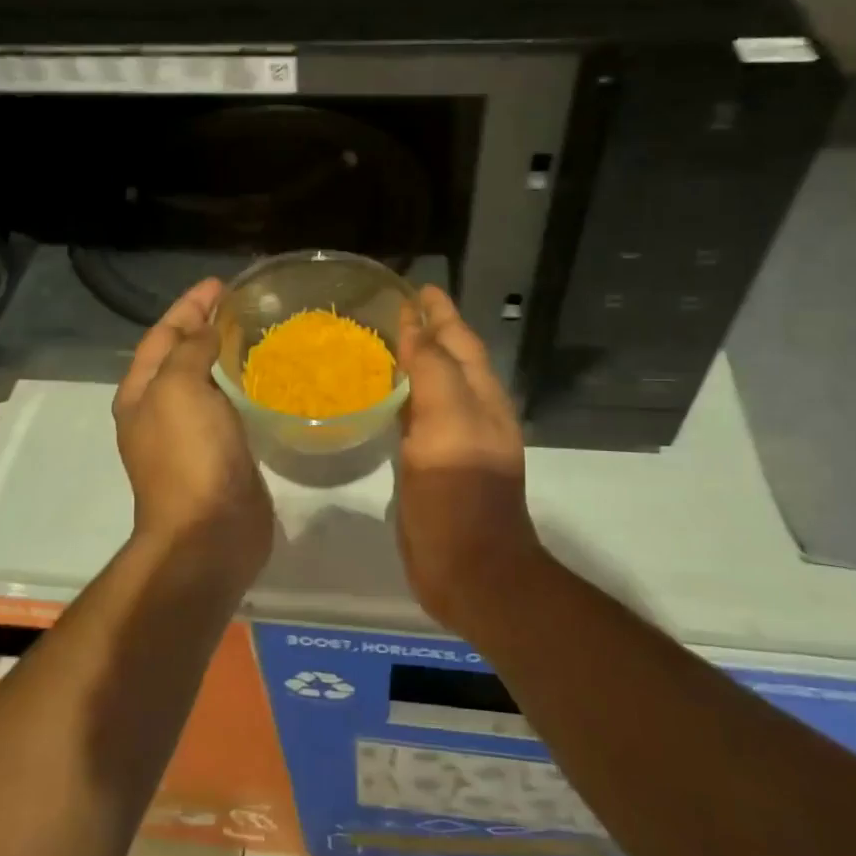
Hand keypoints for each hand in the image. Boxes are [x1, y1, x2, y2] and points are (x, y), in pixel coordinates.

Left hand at [113, 278, 274, 575]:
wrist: (209, 533)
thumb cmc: (188, 455)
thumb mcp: (179, 388)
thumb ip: (190, 350)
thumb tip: (206, 330)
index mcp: (141, 393)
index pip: (162, 334)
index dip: (189, 305)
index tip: (221, 283)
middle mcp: (161, 411)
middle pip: (183, 355)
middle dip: (208, 326)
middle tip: (244, 304)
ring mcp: (191, 436)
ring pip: (208, 382)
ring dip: (227, 356)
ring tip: (259, 332)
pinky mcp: (222, 454)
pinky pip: (231, 408)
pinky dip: (244, 387)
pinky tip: (268, 379)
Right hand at [394, 285, 538, 632]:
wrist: (470, 570)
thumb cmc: (461, 494)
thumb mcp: (449, 423)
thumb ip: (433, 371)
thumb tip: (415, 324)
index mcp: (479, 396)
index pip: (458, 339)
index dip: (438, 312)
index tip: (413, 286)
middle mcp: (468, 412)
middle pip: (446, 359)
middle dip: (424, 330)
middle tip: (387, 310)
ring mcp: (449, 441)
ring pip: (428, 387)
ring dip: (409, 362)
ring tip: (377, 342)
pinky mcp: (429, 466)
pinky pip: (412, 418)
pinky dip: (398, 398)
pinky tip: (376, 396)